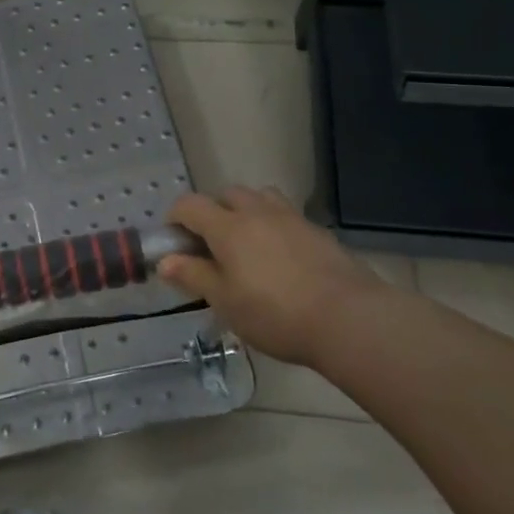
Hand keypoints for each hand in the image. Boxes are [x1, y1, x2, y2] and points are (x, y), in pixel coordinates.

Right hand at [157, 187, 386, 367]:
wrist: (349, 318)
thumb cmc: (275, 313)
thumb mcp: (225, 301)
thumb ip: (193, 276)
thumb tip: (165, 261)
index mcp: (228, 227)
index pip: (190, 205)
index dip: (175, 218)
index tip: (173, 242)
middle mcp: (257, 212)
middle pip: (227, 195)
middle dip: (213, 212)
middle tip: (212, 246)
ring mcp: (292, 218)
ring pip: (260, 198)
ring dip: (247, 211)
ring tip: (248, 244)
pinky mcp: (318, 231)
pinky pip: (286, 216)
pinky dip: (275, 226)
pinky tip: (281, 258)